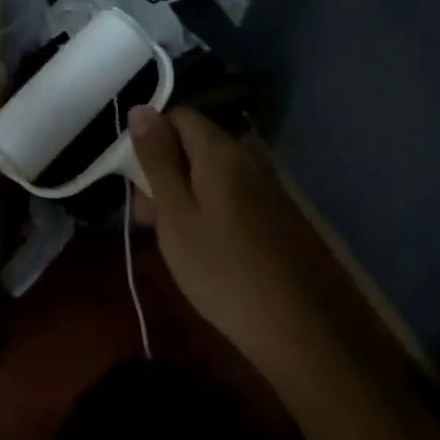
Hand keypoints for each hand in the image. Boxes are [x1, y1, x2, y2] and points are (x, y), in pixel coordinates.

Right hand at [129, 105, 336, 379]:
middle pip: (195, 143)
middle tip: (147, 219)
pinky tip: (205, 249)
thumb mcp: (176, 216)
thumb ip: (157, 161)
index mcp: (220, 150)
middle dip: (164, 170)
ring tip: (171, 239)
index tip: (134, 180)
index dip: (150, 138)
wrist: (305, 331)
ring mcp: (268, 186)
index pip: (178, 115)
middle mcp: (248, 157)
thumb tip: (141, 108)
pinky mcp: (279, 215)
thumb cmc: (224, 270)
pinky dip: (210, 210)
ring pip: (213, 172)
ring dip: (185, 193)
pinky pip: (233, 195)